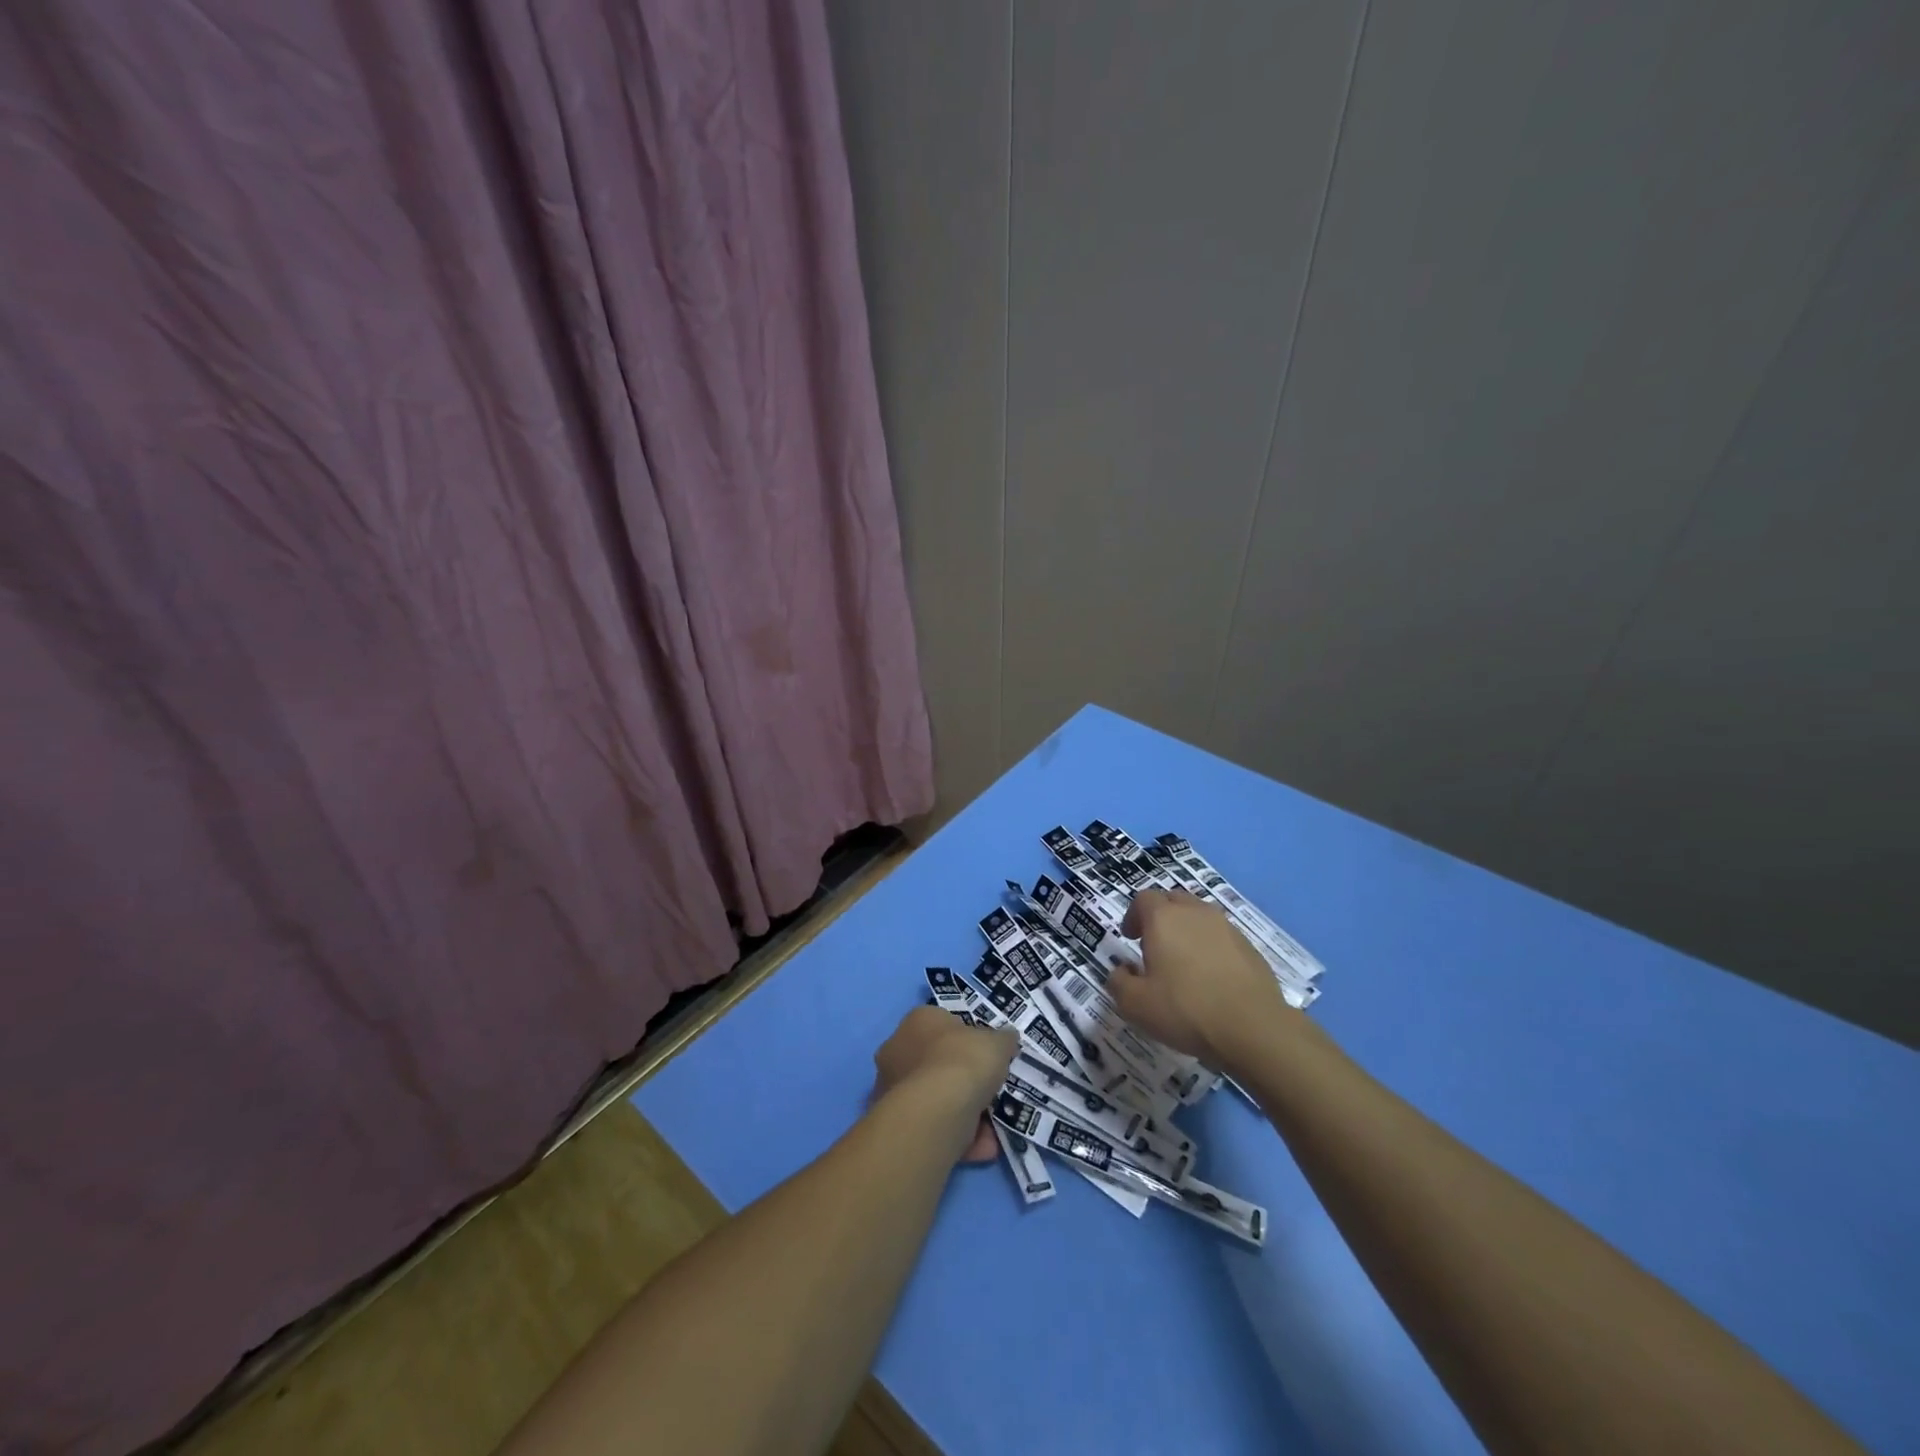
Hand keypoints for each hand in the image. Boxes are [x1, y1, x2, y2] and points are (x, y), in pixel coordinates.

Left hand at [873, 1006, 1017, 1162]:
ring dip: (967, 1114)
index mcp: (918, 1021)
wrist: (936, 1112)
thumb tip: (1007, 1039)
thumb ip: (1002, 1040)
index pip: (943, 1024)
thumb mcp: (997, 1043)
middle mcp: (898, 1050)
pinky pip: (935, 1126)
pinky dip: (960, 1136)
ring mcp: (893, 1089)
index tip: (987, 1056)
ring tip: (993, 1129)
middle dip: (965, 1081)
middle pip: (938, 1064)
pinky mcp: (898, 1123)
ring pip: (937, 1099)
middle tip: (991, 1093)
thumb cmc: (964, 1062)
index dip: (968, 1040)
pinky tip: (983, 1147)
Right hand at [1112, 889, 1292, 1069]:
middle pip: (1173, 900)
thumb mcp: (1136, 1005)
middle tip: (1154, 946)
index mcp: (1163, 919)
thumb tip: (1122, 970)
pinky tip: (1211, 976)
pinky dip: (1210, 946)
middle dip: (1160, 917)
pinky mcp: (1249, 946)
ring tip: (1183, 961)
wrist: (1254, 1028)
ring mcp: (1226, 927)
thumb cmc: (1186, 1010)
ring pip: (1199, 915)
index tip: (1130, 939)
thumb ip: (1119, 983)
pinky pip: (1221, 936)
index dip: (1133, 916)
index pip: (1143, 899)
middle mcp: (1195, 913)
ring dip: (1187, 930)